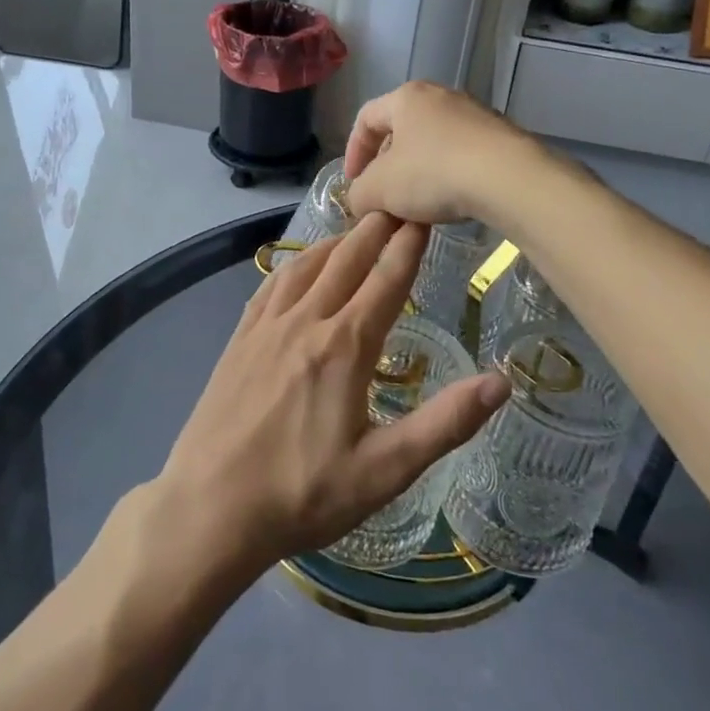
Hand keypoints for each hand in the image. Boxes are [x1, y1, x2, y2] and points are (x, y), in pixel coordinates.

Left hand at [151, 214, 510, 584]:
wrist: (209, 507)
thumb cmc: (303, 495)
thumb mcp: (384, 471)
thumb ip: (444, 424)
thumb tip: (500, 382)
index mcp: (345, 346)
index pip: (387, 280)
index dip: (409, 245)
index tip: (424, 214)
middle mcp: (306, 321)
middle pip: (347, 260)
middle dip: (375, 228)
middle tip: (396, 203)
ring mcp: (266, 326)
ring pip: (307, 265)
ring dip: (336, 241)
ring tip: (356, 228)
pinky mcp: (240, 338)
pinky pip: (272, 284)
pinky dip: (295, 264)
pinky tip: (300, 265)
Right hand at [344, 81, 538, 227]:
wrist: (509, 178)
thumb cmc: (433, 173)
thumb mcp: (379, 190)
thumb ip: (358, 194)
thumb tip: (361, 200)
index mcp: (406, 97)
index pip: (366, 119)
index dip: (353, 152)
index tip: (353, 184)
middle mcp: (440, 96)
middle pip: (401, 131)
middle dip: (387, 167)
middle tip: (384, 197)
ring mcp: (475, 115)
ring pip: (432, 145)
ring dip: (418, 175)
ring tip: (417, 207)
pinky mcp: (500, 137)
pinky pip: (461, 155)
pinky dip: (448, 177)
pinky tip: (450, 203)